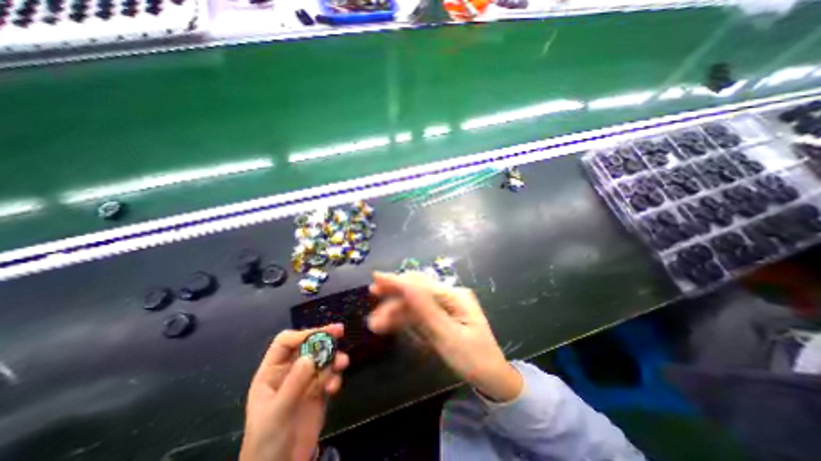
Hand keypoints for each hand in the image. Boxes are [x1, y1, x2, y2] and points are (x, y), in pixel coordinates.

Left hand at [241, 324, 349, 459]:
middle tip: (341, 331)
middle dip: (324, 338)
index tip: (321, 334)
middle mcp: (289, 372)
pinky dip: (335, 378)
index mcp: (272, 373)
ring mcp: (305, 381)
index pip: (285, 343)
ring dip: (334, 359)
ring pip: (322, 359)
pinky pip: (330, 376)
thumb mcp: (277, 413)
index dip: (302, 335)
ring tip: (343, 363)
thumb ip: (293, 384)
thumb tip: (310, 356)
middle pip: (307, 346)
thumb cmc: (267, 443)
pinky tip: (334, 389)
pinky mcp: (319, 392)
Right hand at [369, 272, 521, 401]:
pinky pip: (418, 314)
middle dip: (394, 294)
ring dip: (395, 309)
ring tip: (376, 323)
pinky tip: (389, 324)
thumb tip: (405, 286)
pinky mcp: (440, 317)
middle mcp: (448, 296)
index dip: (398, 280)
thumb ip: (426, 311)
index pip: (422, 284)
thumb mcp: (449, 337)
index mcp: (454, 296)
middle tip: (373, 296)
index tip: (376, 277)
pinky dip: (403, 318)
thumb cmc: (474, 359)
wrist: (491, 379)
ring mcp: (444, 306)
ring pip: (414, 303)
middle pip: (417, 289)